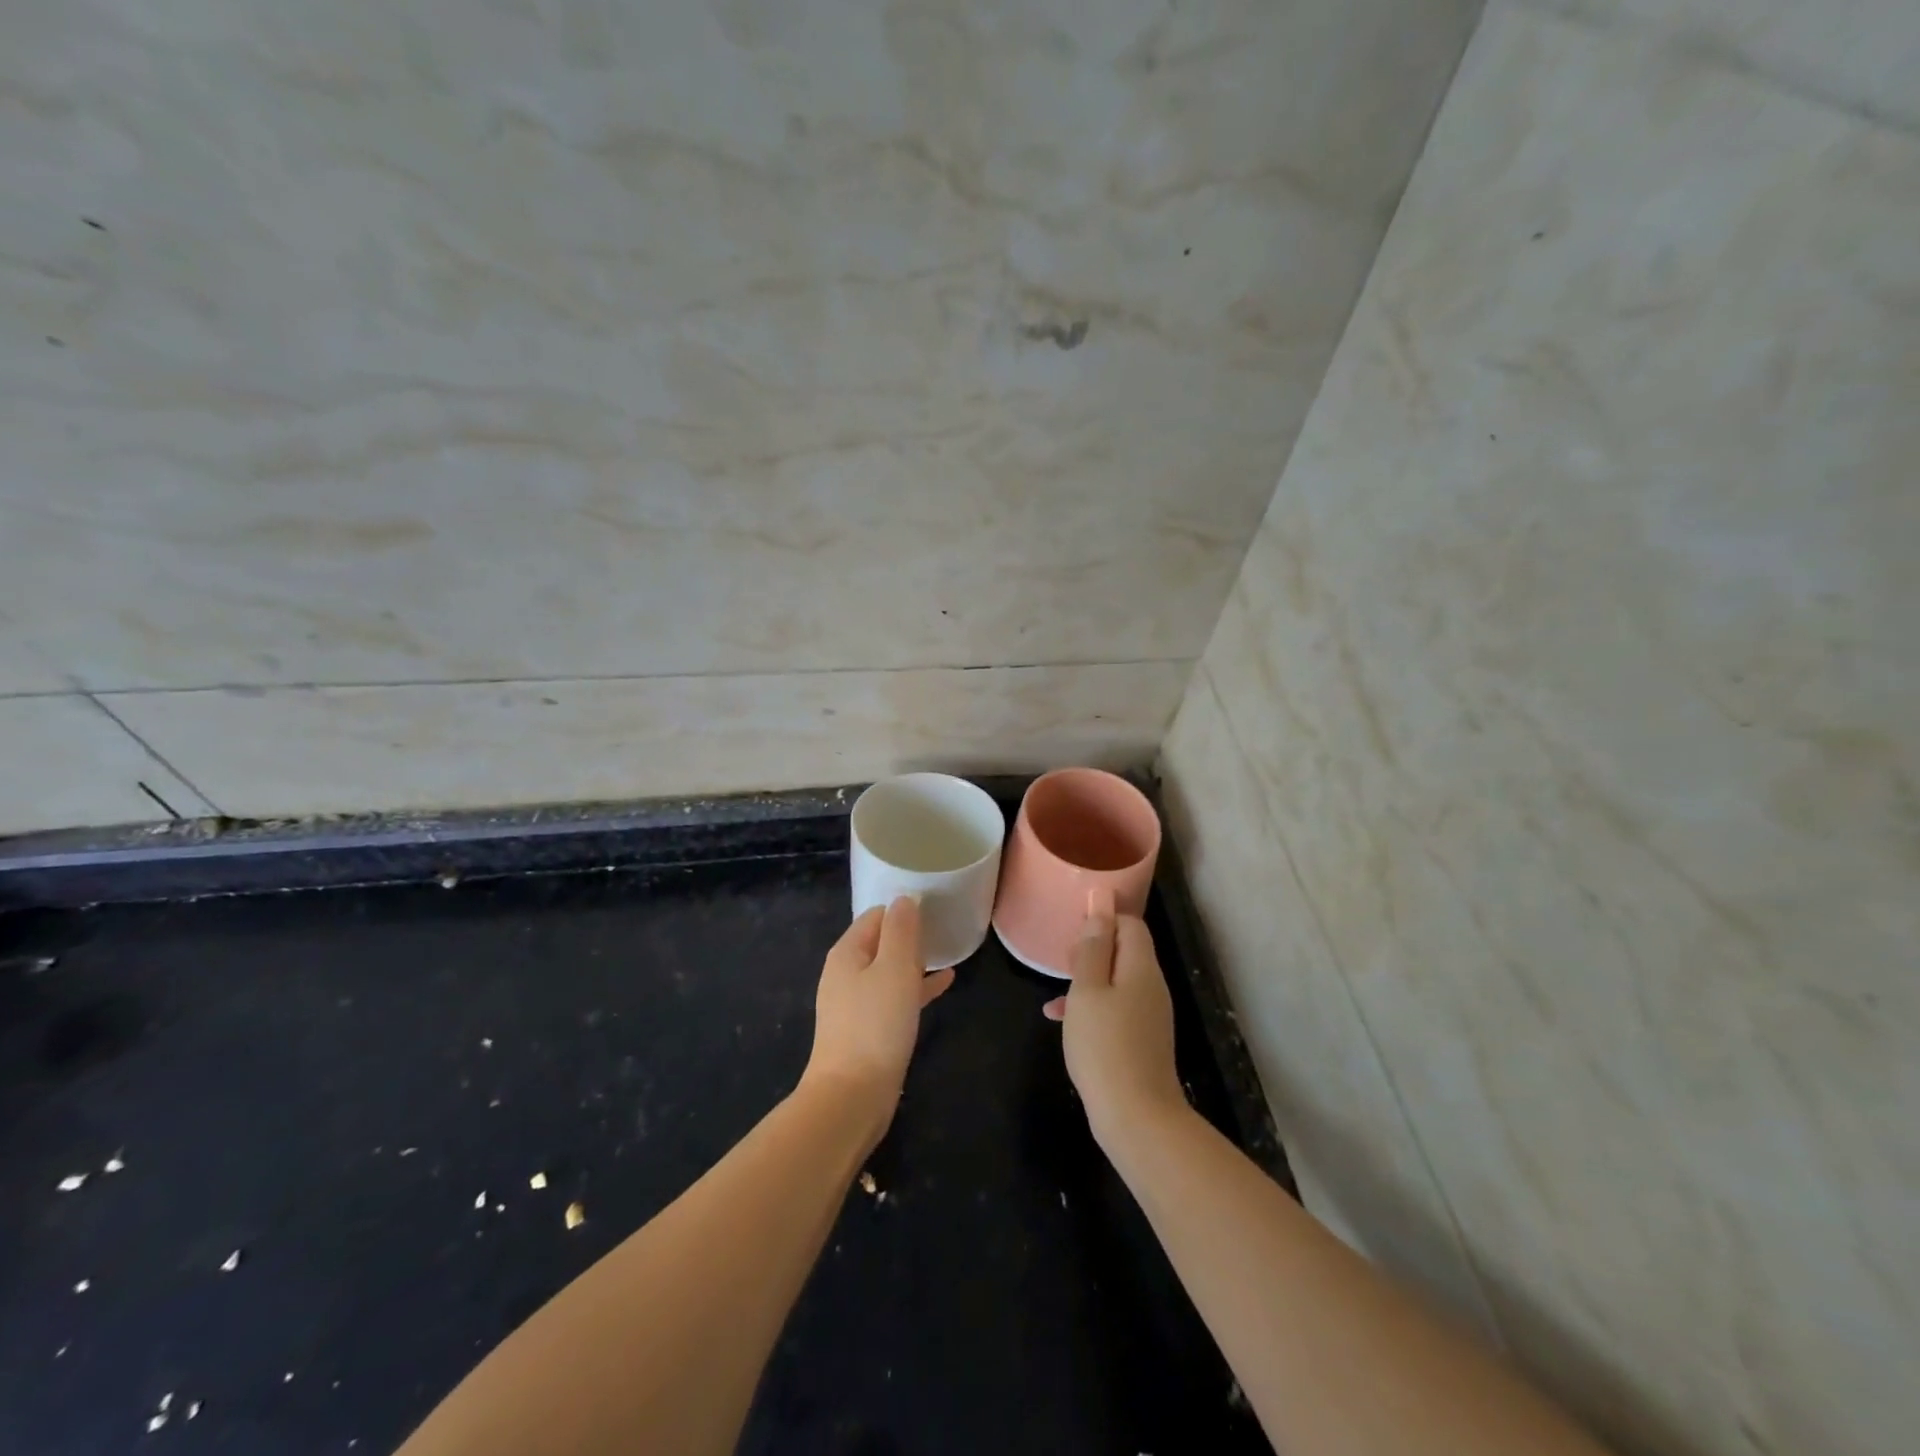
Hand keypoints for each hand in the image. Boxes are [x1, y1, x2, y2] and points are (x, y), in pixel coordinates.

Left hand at [804, 897, 954, 1129]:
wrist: (852, 1095)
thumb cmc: (876, 1024)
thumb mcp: (895, 968)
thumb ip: (901, 930)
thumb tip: (904, 899)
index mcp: (847, 952)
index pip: (876, 915)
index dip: (903, 909)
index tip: (934, 908)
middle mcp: (846, 973)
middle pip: (881, 942)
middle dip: (910, 935)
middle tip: (944, 928)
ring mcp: (855, 1003)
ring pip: (889, 970)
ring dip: (915, 961)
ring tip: (947, 953)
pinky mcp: (867, 1029)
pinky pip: (895, 996)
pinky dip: (916, 987)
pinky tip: (944, 984)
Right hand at [1043, 902, 1185, 1149]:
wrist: (1136, 1117)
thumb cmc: (1105, 1045)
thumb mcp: (1088, 990)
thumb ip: (1093, 947)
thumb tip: (1101, 904)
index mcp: (1141, 968)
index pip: (1130, 924)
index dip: (1103, 918)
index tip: (1072, 927)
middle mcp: (1151, 986)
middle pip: (1124, 951)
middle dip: (1092, 948)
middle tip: (1061, 958)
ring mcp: (1149, 1016)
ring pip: (1116, 981)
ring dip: (1087, 978)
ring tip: (1056, 986)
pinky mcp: (1141, 1040)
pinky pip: (1115, 1008)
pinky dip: (1091, 1006)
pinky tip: (1060, 1018)